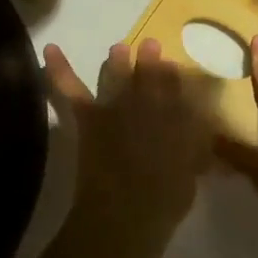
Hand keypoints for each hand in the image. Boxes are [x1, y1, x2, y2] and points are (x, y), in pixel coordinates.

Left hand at [43, 40, 212, 244]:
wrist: (128, 210)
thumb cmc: (164, 202)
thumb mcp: (191, 176)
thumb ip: (196, 156)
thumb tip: (206, 150)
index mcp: (174, 118)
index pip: (176, 89)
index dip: (173, 77)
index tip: (172, 67)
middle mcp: (147, 105)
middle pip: (149, 76)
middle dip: (150, 61)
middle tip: (150, 46)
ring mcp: (115, 107)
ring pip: (115, 75)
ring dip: (117, 61)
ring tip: (117, 50)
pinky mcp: (89, 115)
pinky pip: (71, 88)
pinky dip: (59, 69)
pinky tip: (50, 49)